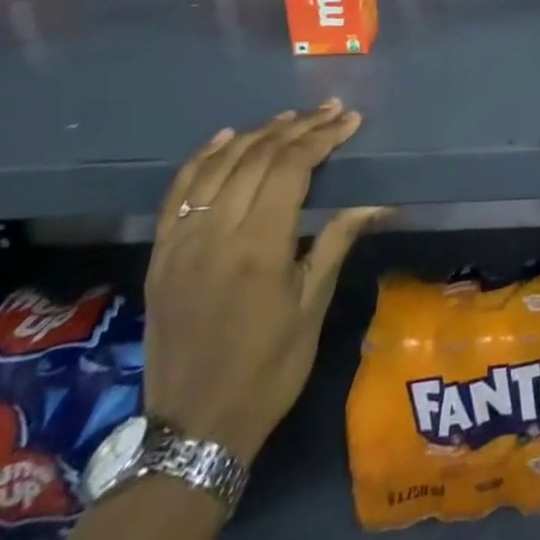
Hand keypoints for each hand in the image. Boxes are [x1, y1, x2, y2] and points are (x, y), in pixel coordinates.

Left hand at [145, 100, 388, 464]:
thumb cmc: (269, 367)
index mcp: (259, 247)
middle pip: (256, 158)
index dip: (322, 137)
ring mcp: (181, 243)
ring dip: (256, 134)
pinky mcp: (160, 256)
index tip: (350, 121)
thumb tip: (378, 200)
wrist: (193, 427)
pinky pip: (178, 193)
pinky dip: (202, 158)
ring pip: (217, 167)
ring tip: (290, 117)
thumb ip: (338, 241)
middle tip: (331, 111)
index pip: (291, 168)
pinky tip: (225, 138)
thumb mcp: (313, 304)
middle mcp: (215, 235)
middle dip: (298, 128)